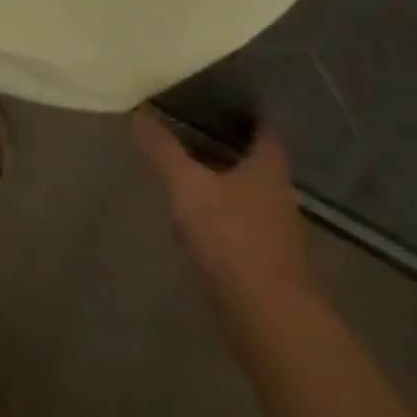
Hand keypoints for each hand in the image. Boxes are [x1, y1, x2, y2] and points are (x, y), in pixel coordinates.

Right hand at [131, 107, 315, 324]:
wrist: (266, 315)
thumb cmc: (231, 236)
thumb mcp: (187, 184)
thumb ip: (163, 149)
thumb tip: (139, 111)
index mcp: (267, 169)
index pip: (264, 131)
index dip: (247, 115)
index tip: (222, 100)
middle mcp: (277, 195)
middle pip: (254, 163)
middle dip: (228, 147)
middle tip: (193, 129)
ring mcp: (274, 232)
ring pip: (247, 195)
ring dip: (223, 182)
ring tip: (187, 169)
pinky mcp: (265, 262)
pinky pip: (240, 225)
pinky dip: (221, 215)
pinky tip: (195, 217)